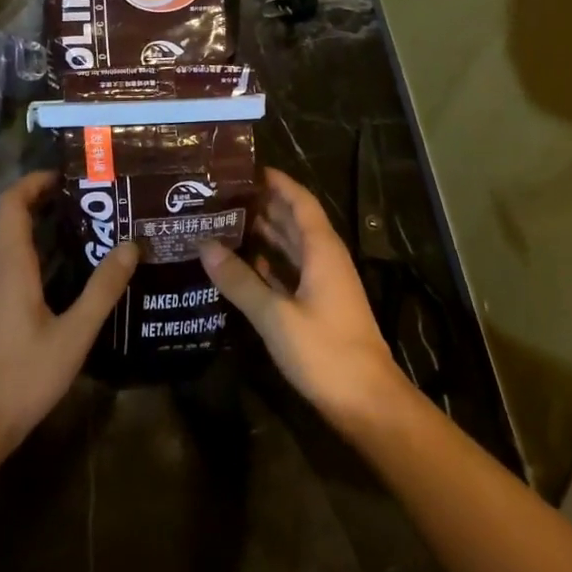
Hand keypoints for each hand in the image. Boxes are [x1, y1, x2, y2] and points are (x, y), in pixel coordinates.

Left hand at [0, 171, 137, 463]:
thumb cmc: (24, 375)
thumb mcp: (74, 333)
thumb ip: (103, 288)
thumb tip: (131, 246)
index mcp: (8, 264)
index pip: (12, 202)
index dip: (35, 182)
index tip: (68, 177)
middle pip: (5, 215)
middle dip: (38, 198)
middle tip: (82, 199)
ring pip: (0, 237)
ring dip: (30, 221)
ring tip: (74, 225)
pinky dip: (23, 245)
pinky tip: (53, 266)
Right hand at [199, 168, 406, 429]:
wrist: (367, 402)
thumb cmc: (325, 351)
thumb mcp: (275, 315)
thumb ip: (240, 281)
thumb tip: (204, 245)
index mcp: (322, 251)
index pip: (300, 202)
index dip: (277, 182)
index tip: (244, 168)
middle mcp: (325, 260)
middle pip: (294, 221)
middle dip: (263, 204)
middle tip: (222, 194)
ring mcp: (324, 284)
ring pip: (292, 247)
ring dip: (264, 233)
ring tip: (224, 221)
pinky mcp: (318, 307)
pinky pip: (290, 272)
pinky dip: (269, 263)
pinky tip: (243, 263)